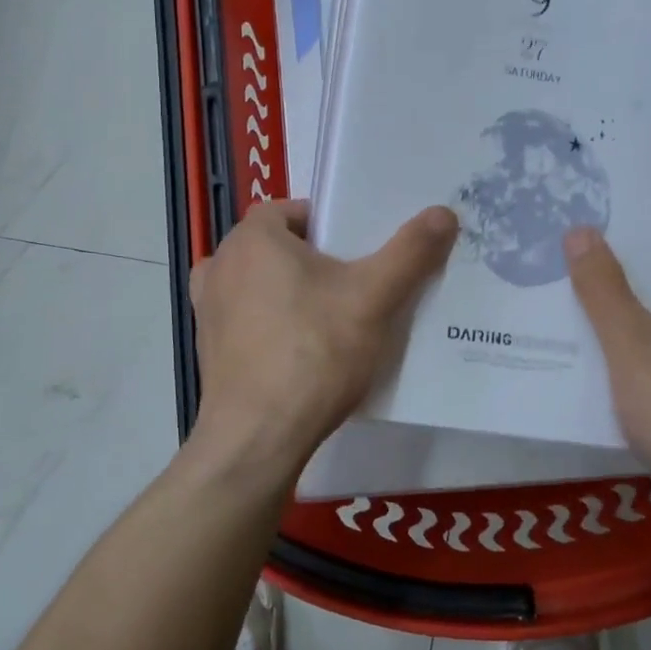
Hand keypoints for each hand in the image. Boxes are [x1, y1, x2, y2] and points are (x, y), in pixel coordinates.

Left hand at [190, 200, 458, 467]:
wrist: (257, 439)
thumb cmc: (313, 353)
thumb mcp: (372, 298)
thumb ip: (409, 252)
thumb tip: (443, 212)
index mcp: (251, 238)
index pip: (296, 210)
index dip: (332, 224)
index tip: (363, 250)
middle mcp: (220, 263)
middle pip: (281, 247)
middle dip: (318, 260)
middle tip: (359, 284)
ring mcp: (207, 307)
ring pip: (264, 284)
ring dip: (294, 293)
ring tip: (335, 319)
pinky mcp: (208, 347)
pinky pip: (249, 319)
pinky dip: (274, 325)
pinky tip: (304, 351)